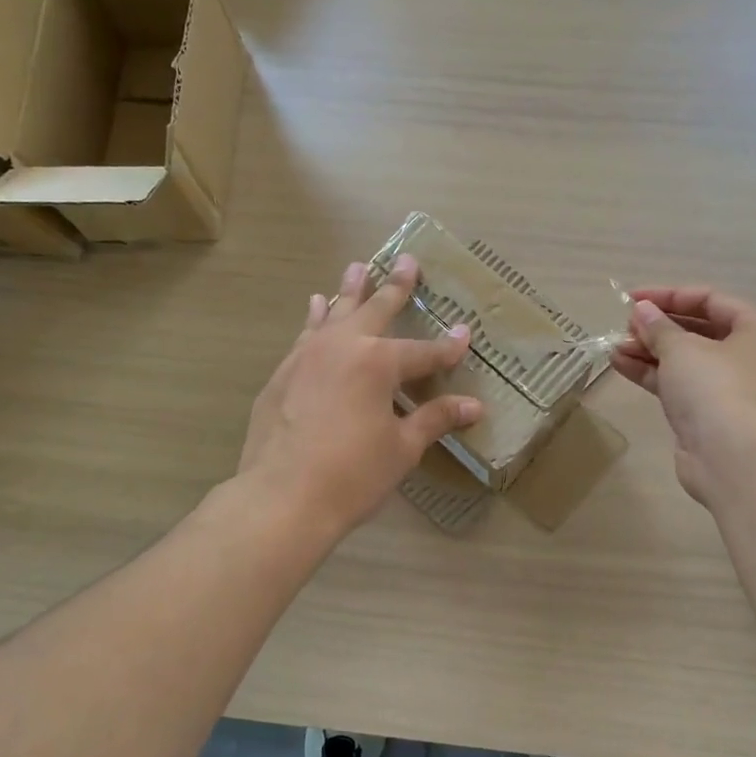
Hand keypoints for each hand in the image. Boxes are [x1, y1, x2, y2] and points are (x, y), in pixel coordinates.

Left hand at [239, 255, 482, 539]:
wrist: (281, 497)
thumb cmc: (352, 475)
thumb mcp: (401, 448)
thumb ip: (435, 419)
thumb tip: (474, 406)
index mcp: (378, 363)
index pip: (424, 352)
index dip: (448, 347)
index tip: (465, 333)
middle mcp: (342, 347)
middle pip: (376, 310)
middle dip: (395, 286)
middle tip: (406, 259)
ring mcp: (307, 356)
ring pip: (334, 313)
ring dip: (350, 291)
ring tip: (357, 267)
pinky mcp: (283, 373)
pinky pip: (306, 334)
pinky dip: (316, 318)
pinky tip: (317, 307)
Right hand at [613, 286, 755, 505]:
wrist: (732, 459)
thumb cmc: (716, 388)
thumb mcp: (682, 348)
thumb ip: (658, 327)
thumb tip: (641, 310)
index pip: (711, 300)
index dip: (670, 296)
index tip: (632, 298)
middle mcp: (751, 357)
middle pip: (699, 331)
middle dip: (658, 327)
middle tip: (624, 324)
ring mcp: (731, 389)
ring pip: (686, 361)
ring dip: (649, 351)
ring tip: (614, 345)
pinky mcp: (710, 416)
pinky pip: (679, 386)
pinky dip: (652, 374)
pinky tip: (619, 364)